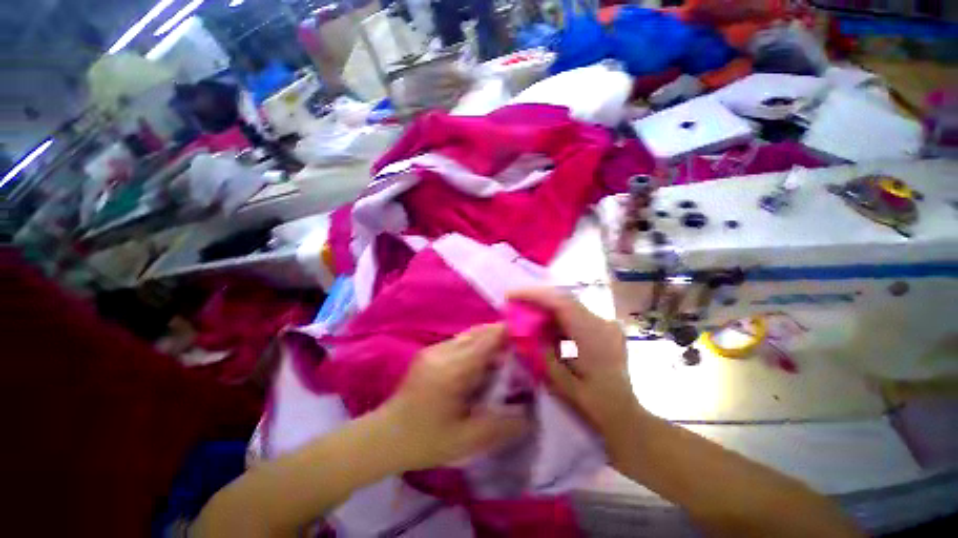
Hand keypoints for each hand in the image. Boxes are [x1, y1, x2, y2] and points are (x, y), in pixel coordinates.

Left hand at [378, 324, 528, 471]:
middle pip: (479, 332)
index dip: (508, 333)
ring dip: (488, 342)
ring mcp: (434, 349)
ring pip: (469, 335)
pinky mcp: (430, 352)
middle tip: (519, 354)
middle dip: (501, 338)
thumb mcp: (466, 440)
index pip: (486, 339)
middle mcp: (443, 351)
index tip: (528, 338)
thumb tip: (529, 416)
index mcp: (452, 369)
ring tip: (503, 361)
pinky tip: (480, 367)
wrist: (385, 436)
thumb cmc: (424, 440)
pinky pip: (460, 342)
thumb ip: (501, 427)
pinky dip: (475, 348)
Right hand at [509, 288, 640, 436]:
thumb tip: (525, 331)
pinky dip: (558, 317)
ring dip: (547, 307)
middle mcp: (602, 323)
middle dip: (537, 298)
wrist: (625, 417)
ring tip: (526, 310)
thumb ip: (542, 352)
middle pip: (564, 299)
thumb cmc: (593, 405)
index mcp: (593, 335)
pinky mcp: (604, 330)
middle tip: (515, 301)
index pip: (560, 303)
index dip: (534, 295)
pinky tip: (545, 324)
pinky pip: (576, 316)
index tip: (511, 295)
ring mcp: (606, 325)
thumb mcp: (560, 382)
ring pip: (570, 306)